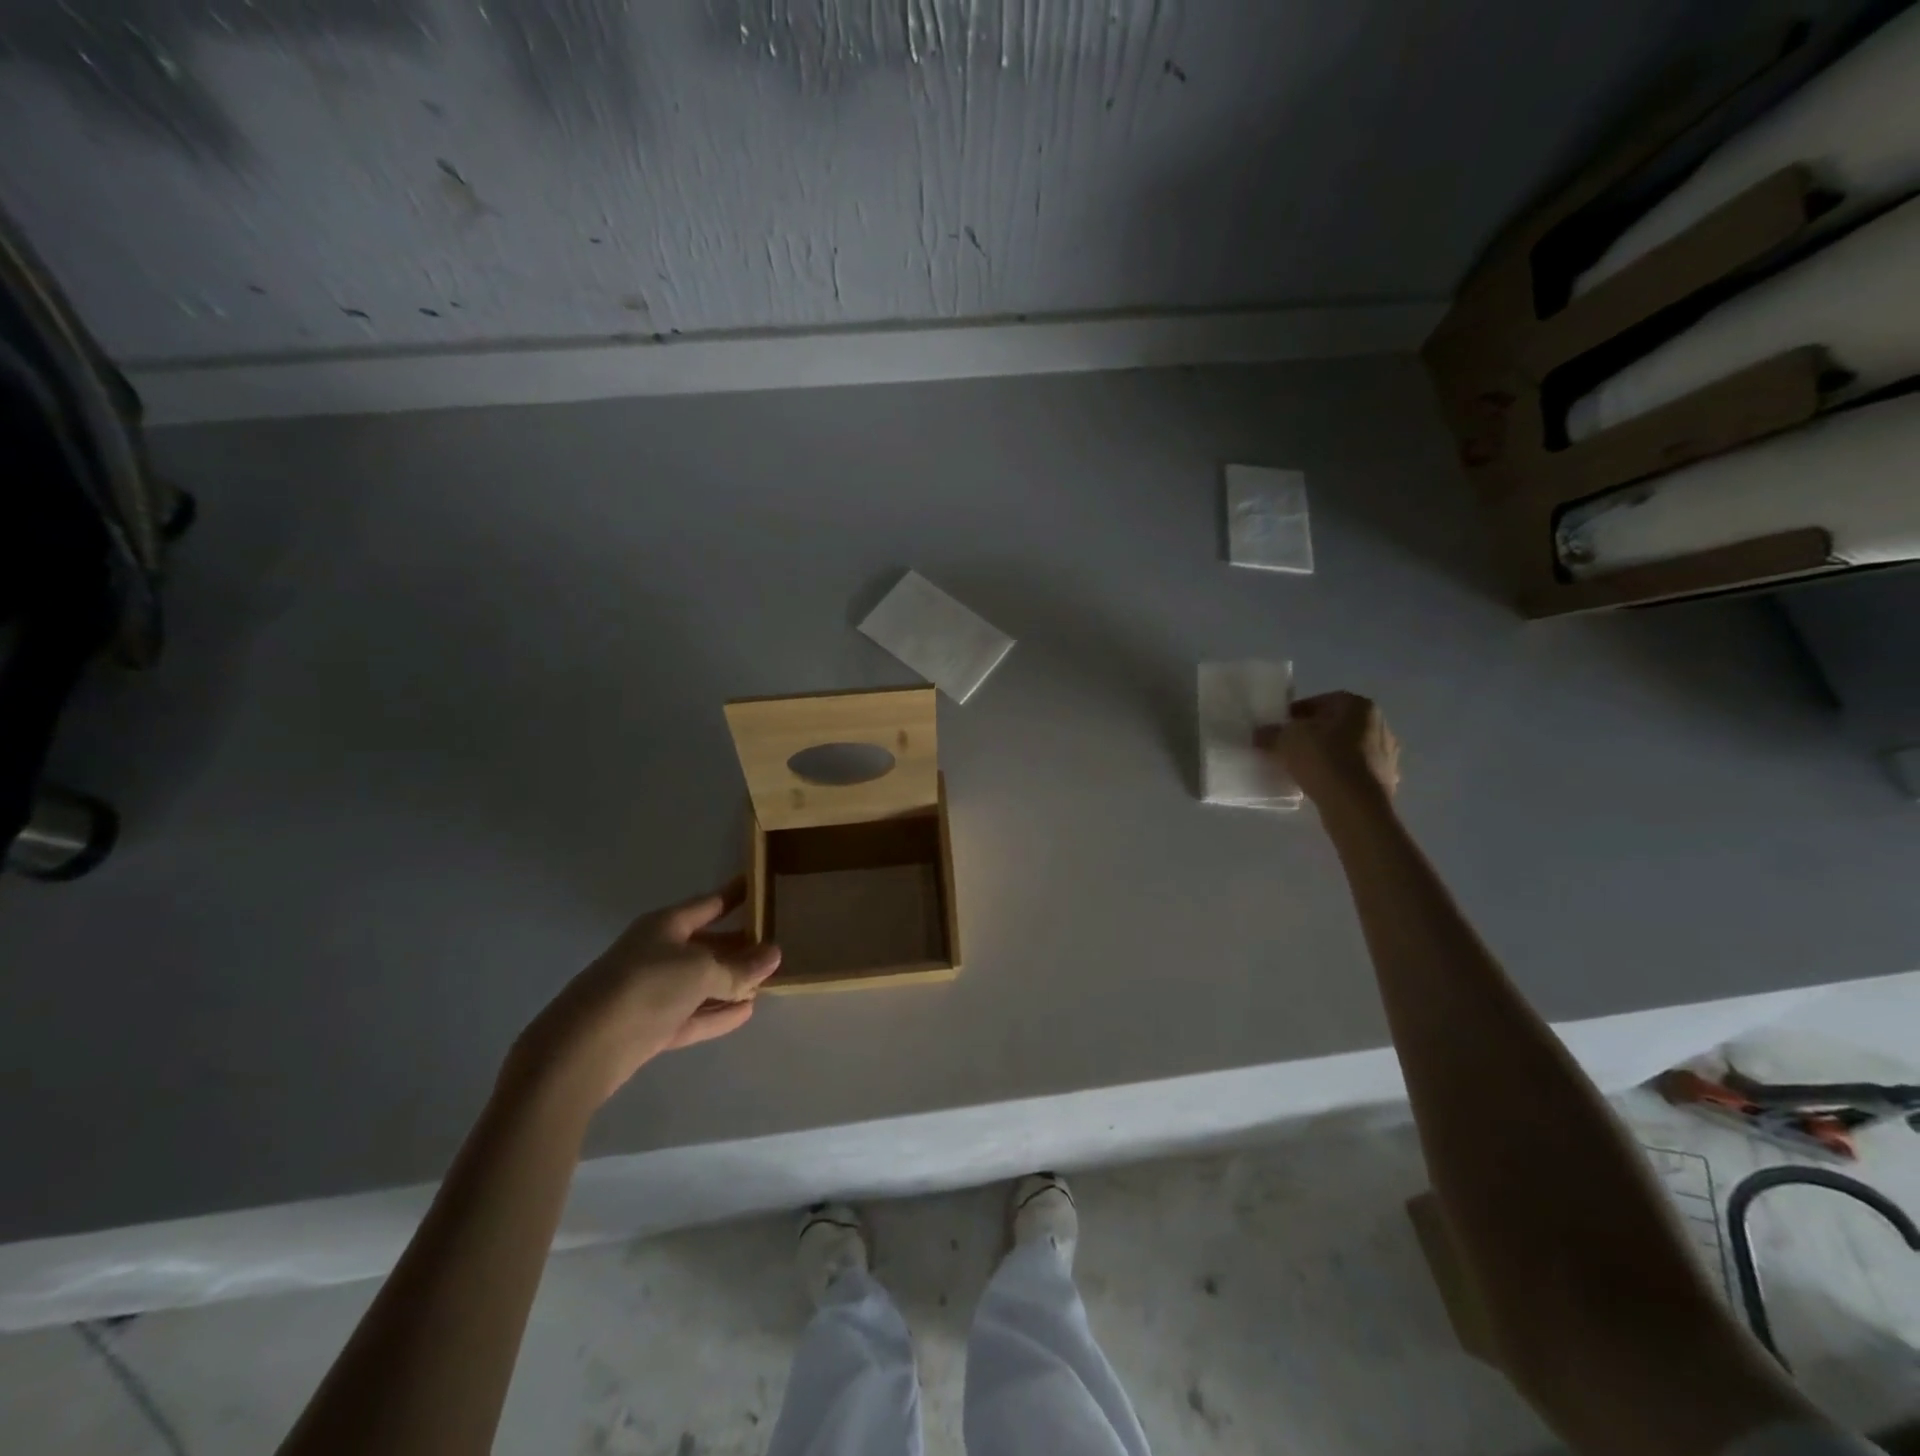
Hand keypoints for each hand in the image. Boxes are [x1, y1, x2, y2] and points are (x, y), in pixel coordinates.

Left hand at [507, 882, 780, 1106]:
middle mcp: (657, 953)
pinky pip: (693, 1015)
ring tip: (766, 982)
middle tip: (774, 945)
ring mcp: (652, 992)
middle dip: (738, 946)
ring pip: (700, 982)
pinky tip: (747, 1012)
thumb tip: (774, 955)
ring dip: (730, 983)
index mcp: (665, 925)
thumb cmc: (646, 987)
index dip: (735, 895)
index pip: (709, 904)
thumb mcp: (702, 970)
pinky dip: (718, 1013)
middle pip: (706, 944)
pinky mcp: (650, 1028)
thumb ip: (739, 967)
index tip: (760, 887)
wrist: (583, 1048)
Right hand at [1263, 691, 1400, 808]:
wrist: (1356, 807)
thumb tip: (1261, 734)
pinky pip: (1355, 771)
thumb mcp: (1285, 740)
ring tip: (1302, 769)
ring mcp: (1387, 754)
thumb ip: (1270, 733)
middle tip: (1288, 748)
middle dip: (1311, 735)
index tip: (1278, 729)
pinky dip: (1339, 774)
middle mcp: (1379, 724)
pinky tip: (1322, 784)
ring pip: (1346, 748)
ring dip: (1326, 755)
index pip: (1318, 702)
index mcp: (1358, 705)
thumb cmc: (1323, 760)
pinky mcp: (1386, 780)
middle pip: (1334, 725)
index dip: (1293, 715)